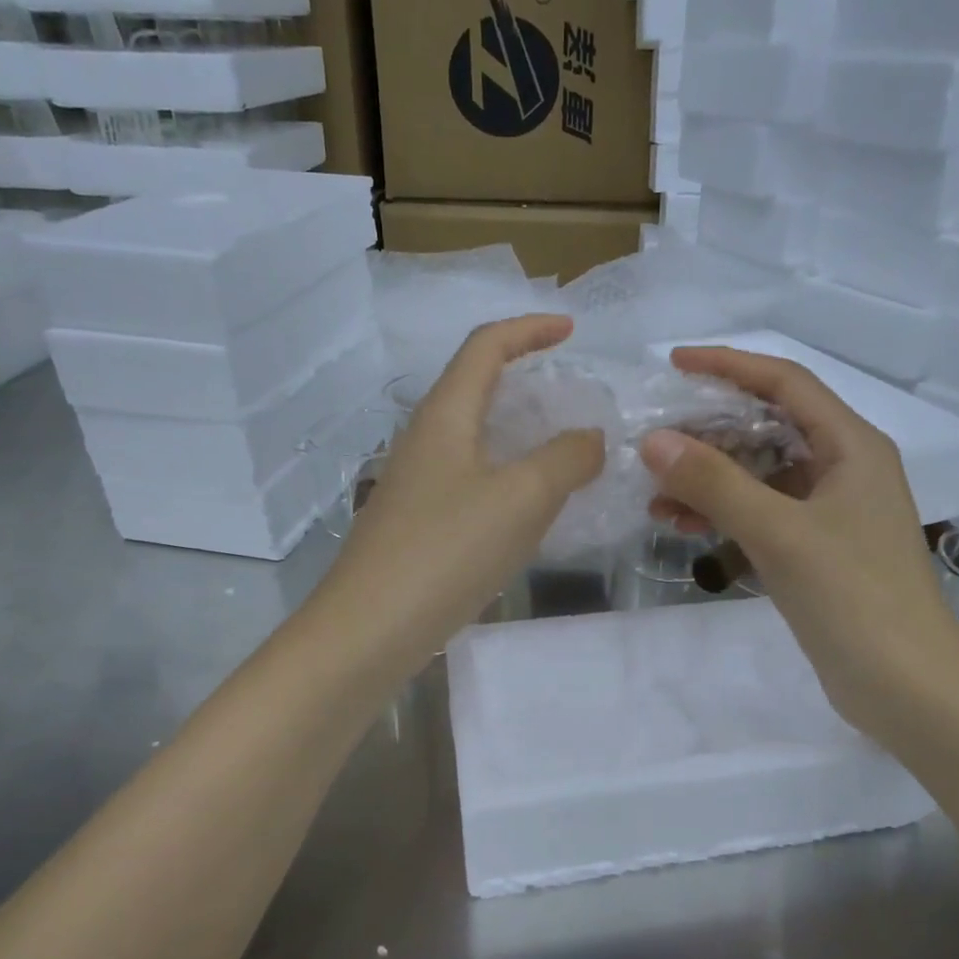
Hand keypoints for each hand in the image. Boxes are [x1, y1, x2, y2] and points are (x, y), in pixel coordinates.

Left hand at [319, 316, 604, 664]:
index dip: (529, 328)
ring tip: (561, 449)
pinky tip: (528, 506)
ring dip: (517, 430)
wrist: (368, 629)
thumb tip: (590, 438)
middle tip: (570, 392)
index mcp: (445, 415)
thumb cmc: (447, 549)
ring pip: (473, 435)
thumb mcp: (523, 498)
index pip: (485, 346)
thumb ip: (566, 459)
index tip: (571, 331)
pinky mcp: (416, 521)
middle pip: (475, 385)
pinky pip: (469, 477)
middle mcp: (424, 438)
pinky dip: (506, 473)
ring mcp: (416, 482)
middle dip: (524, 376)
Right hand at [641, 346, 958, 743]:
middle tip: (654, 440)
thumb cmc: (853, 597)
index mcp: (851, 446)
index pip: (785, 382)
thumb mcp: (779, 532)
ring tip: (655, 494)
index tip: (674, 364)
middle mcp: (843, 468)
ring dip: (709, 478)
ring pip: (759, 474)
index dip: (729, 365)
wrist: (907, 688)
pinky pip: (761, 512)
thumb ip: (715, 483)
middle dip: (709, 430)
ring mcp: (830, 511)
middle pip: (768, 426)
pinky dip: (723, 512)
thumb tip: (654, 441)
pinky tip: (682, 525)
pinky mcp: (816, 549)